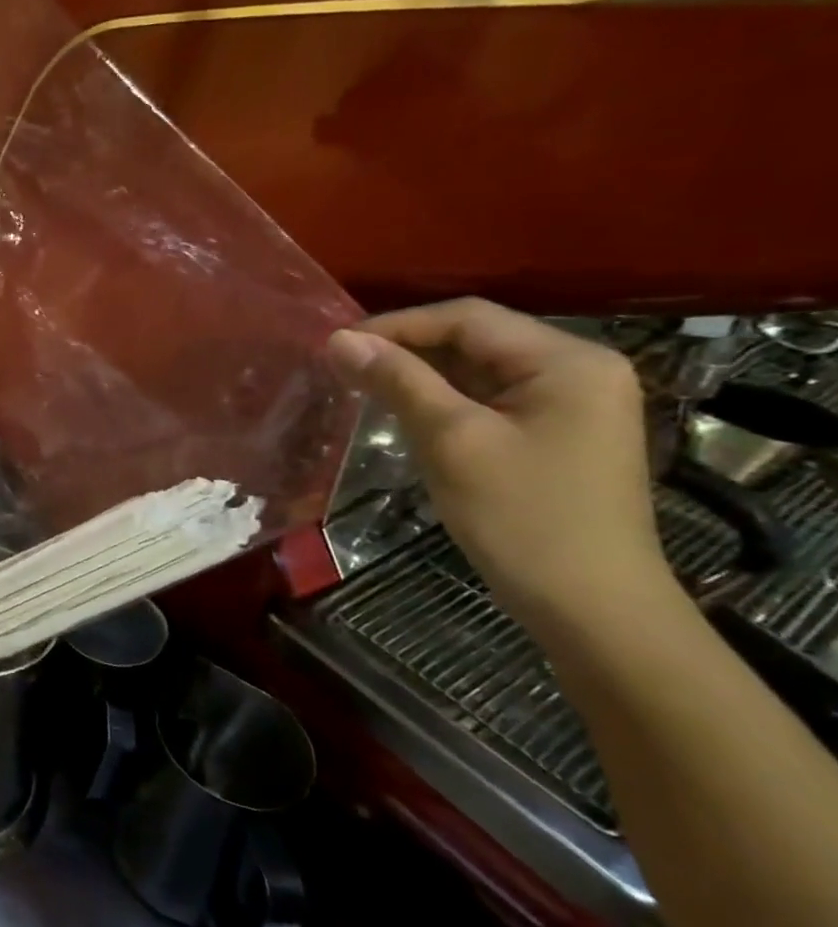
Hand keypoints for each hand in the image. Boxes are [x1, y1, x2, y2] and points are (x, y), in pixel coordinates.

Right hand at [328, 299, 671, 629]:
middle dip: (406, 350)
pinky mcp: (556, 435)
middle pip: (476, 340)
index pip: (468, 318)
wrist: (590, 608)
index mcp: (567, 362)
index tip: (336, 347)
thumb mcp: (452, 441)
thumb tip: (339, 339)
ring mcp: (571, 405)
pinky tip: (404, 413)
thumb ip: (398, 382)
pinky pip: (489, 400)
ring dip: (420, 376)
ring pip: (479, 370)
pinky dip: (443, 401)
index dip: (397, 325)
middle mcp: (578, 371)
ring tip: (361, 387)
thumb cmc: (523, 517)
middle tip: (342, 368)